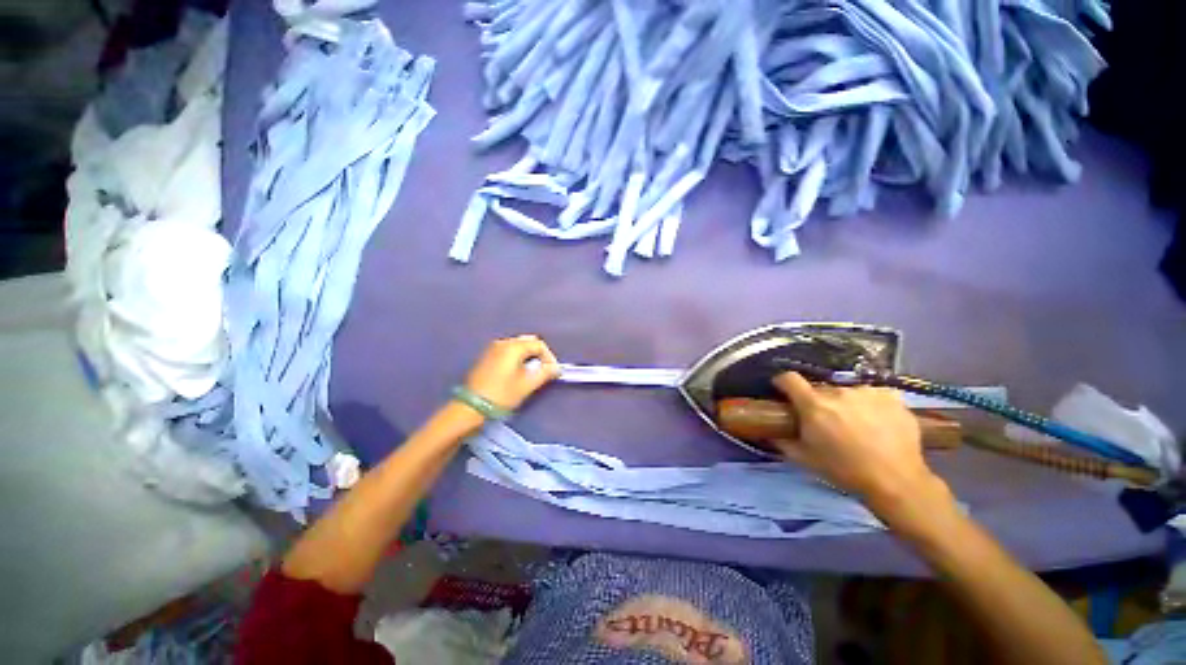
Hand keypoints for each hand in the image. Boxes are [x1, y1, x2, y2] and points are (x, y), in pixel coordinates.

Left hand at [464, 335, 560, 411]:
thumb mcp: (526, 385)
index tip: (552, 372)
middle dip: (539, 355)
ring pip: (517, 346)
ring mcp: (492, 348)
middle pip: (528, 342)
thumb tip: (556, 368)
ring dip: (528, 356)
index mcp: (513, 347)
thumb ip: (544, 373)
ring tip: (531, 372)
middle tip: (543, 371)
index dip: (549, 357)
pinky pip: (507, 351)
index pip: (539, 344)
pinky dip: (517, 357)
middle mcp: (502, 342)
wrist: (471, 407)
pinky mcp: (486, 356)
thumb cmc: (501, 395)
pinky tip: (518, 371)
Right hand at [771, 372, 938, 506]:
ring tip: (857, 424)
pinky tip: (878, 422)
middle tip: (826, 421)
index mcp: (814, 405)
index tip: (783, 391)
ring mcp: (867, 392)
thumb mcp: (805, 459)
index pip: (789, 378)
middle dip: (818, 401)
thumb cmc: (844, 471)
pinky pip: (872, 394)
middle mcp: (838, 392)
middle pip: (820, 389)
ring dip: (845, 403)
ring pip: (847, 392)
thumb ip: (783, 441)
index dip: (783, 383)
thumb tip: (769, 433)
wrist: (896, 481)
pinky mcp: (891, 396)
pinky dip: (871, 404)